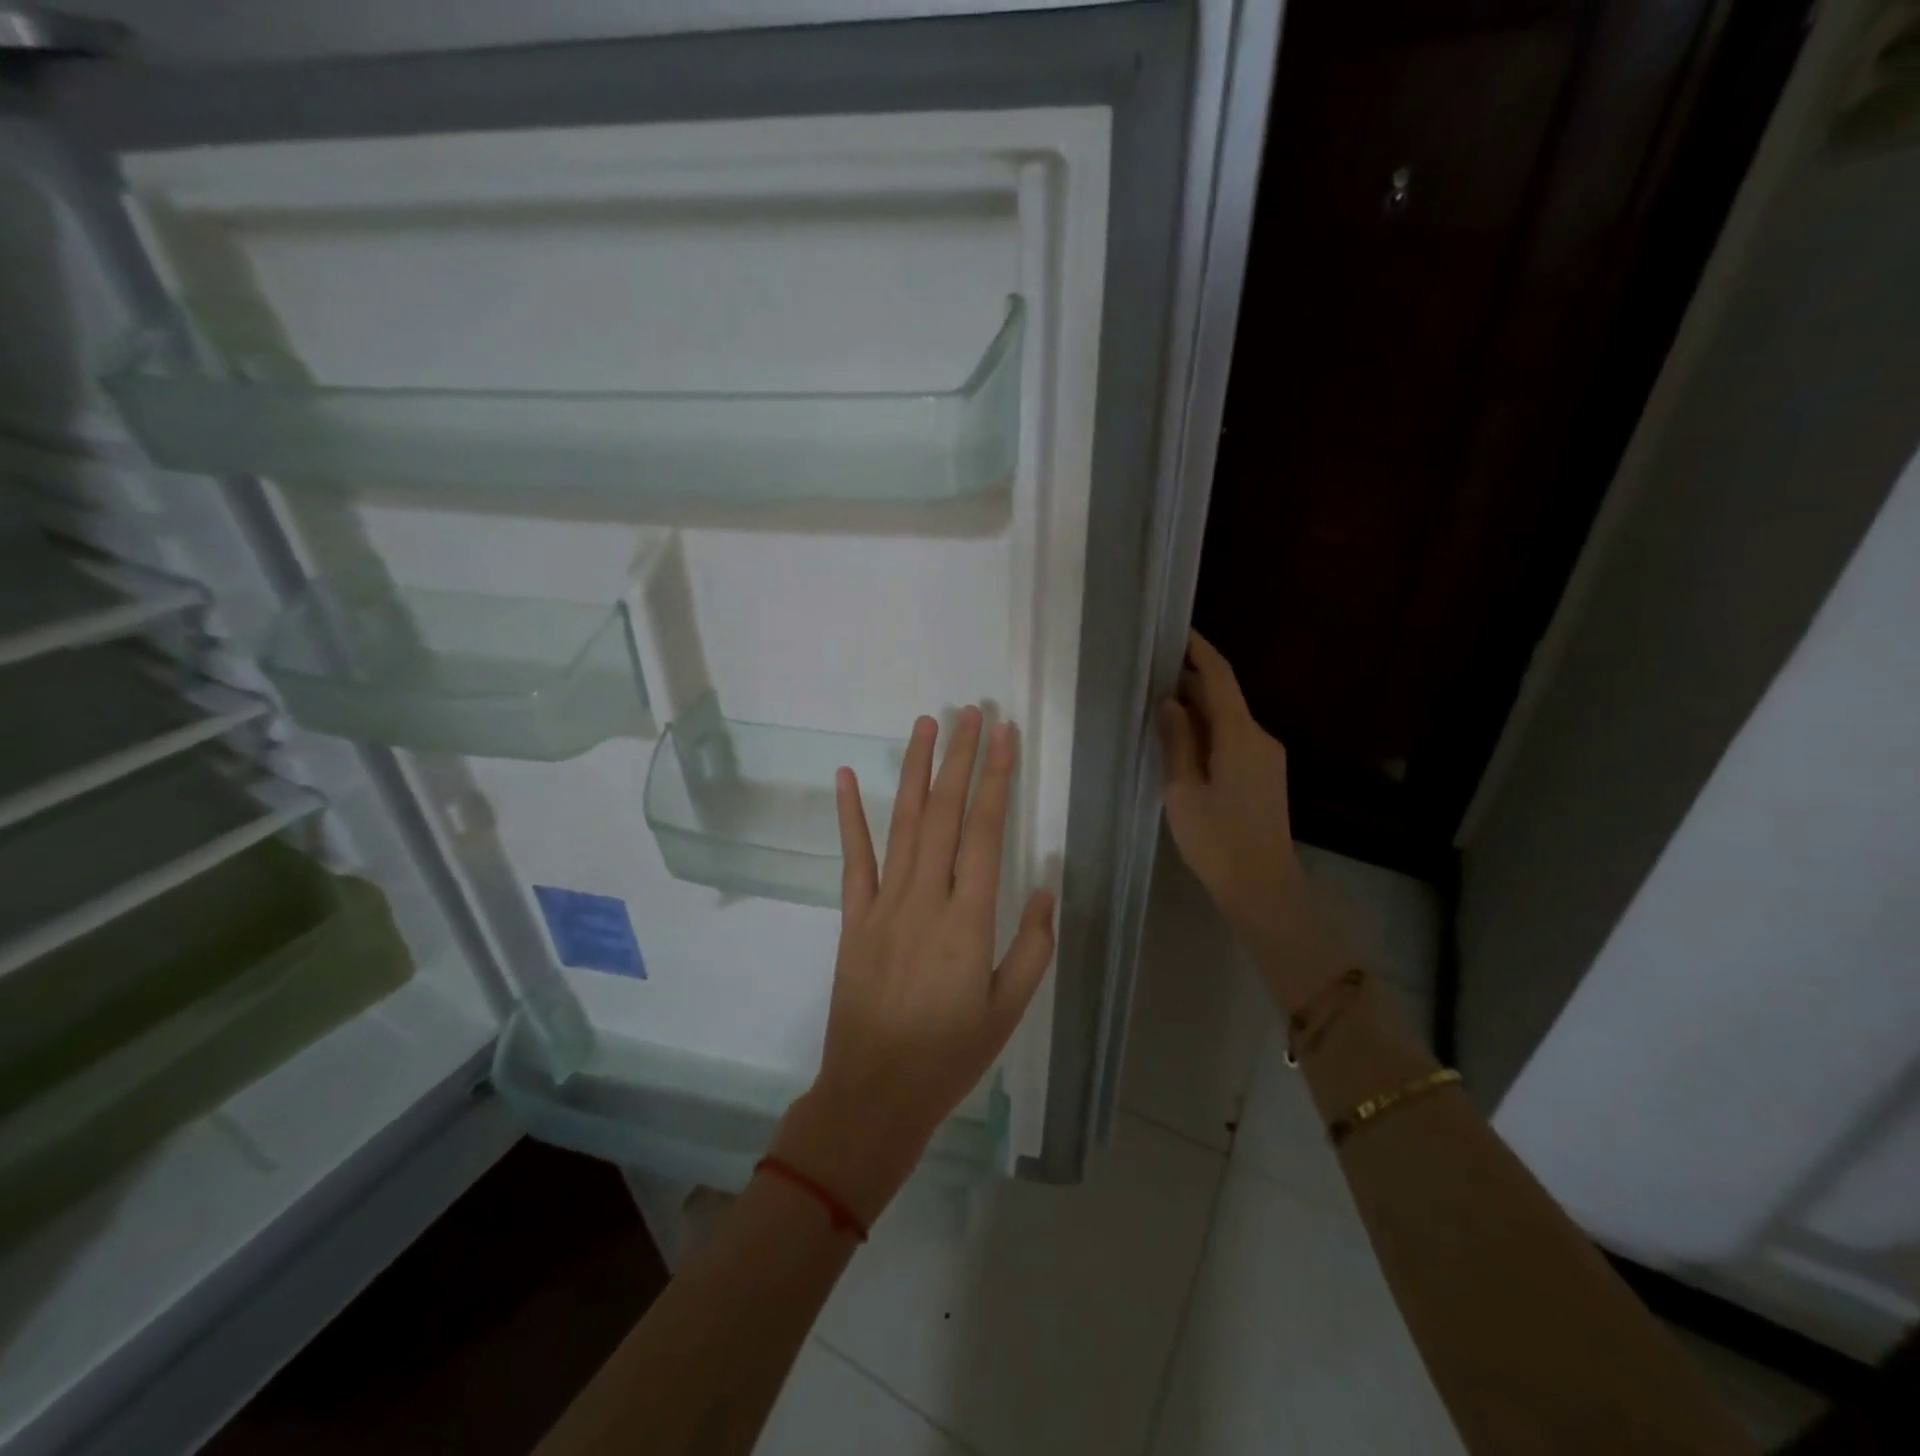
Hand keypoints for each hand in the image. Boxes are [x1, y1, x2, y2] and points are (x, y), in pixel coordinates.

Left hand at [772, 707, 1055, 1225]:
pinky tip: (848, 775)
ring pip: (903, 822)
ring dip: (915, 769)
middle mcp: (926, 897)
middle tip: (970, 712)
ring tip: (926, 724)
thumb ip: (1032, 946)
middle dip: (960, 757)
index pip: (985, 830)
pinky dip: (850, 814)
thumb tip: (1043, 886)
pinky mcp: (853, 916)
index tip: (1004, 735)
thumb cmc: (951, 1055)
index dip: (996, 778)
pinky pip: (853, 857)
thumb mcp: (1009, 1010)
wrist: (874, 1092)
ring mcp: (883, 903)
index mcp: (970, 919)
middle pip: (944, 813)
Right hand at [1158, 632, 1340, 1009]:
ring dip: (1197, 707)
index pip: (1219, 677)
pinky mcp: (1264, 775)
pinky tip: (1180, 739)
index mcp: (1240, 735)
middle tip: (1150, 670)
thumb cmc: (1217, 840)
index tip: (1175, 631)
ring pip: (1228, 718)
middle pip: (1224, 696)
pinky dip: (1207, 730)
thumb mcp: (1183, 790)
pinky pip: (1233, 738)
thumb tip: (1170, 701)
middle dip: (1190, 680)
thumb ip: (1176, 741)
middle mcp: (1259, 737)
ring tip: (1157, 702)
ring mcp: (1266, 757)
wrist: (1263, 887)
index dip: (1198, 650)